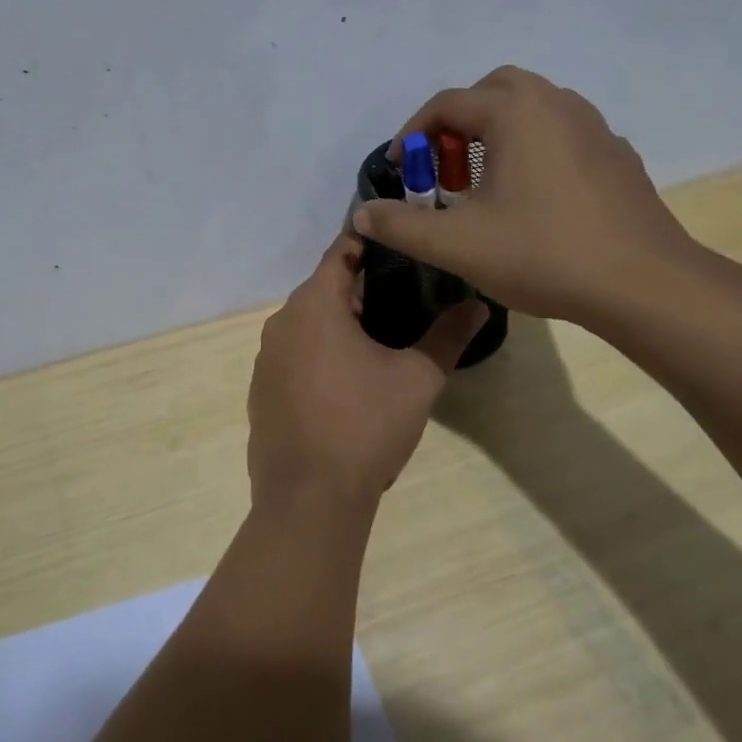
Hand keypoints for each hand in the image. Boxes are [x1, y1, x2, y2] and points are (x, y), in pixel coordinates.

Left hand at [247, 231, 488, 520]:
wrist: (308, 498)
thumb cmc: (364, 426)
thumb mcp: (417, 379)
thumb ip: (448, 337)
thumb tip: (479, 305)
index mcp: (314, 305)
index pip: (341, 252)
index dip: (371, 243)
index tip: (402, 243)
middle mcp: (281, 322)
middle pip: (324, 288)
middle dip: (361, 289)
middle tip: (407, 296)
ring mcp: (266, 358)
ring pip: (308, 324)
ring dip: (340, 324)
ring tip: (383, 338)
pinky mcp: (261, 390)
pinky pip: (294, 355)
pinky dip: (319, 354)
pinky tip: (347, 381)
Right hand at [352, 65, 697, 324]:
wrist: (643, 284)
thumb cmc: (543, 253)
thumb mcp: (455, 244)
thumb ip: (401, 225)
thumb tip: (363, 213)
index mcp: (515, 112)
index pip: (447, 104)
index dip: (413, 135)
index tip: (400, 169)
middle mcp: (556, 103)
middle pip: (492, 92)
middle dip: (458, 124)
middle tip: (444, 169)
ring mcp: (593, 127)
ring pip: (531, 109)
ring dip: (496, 134)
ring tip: (483, 184)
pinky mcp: (616, 155)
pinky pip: (561, 134)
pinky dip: (532, 149)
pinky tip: (531, 198)